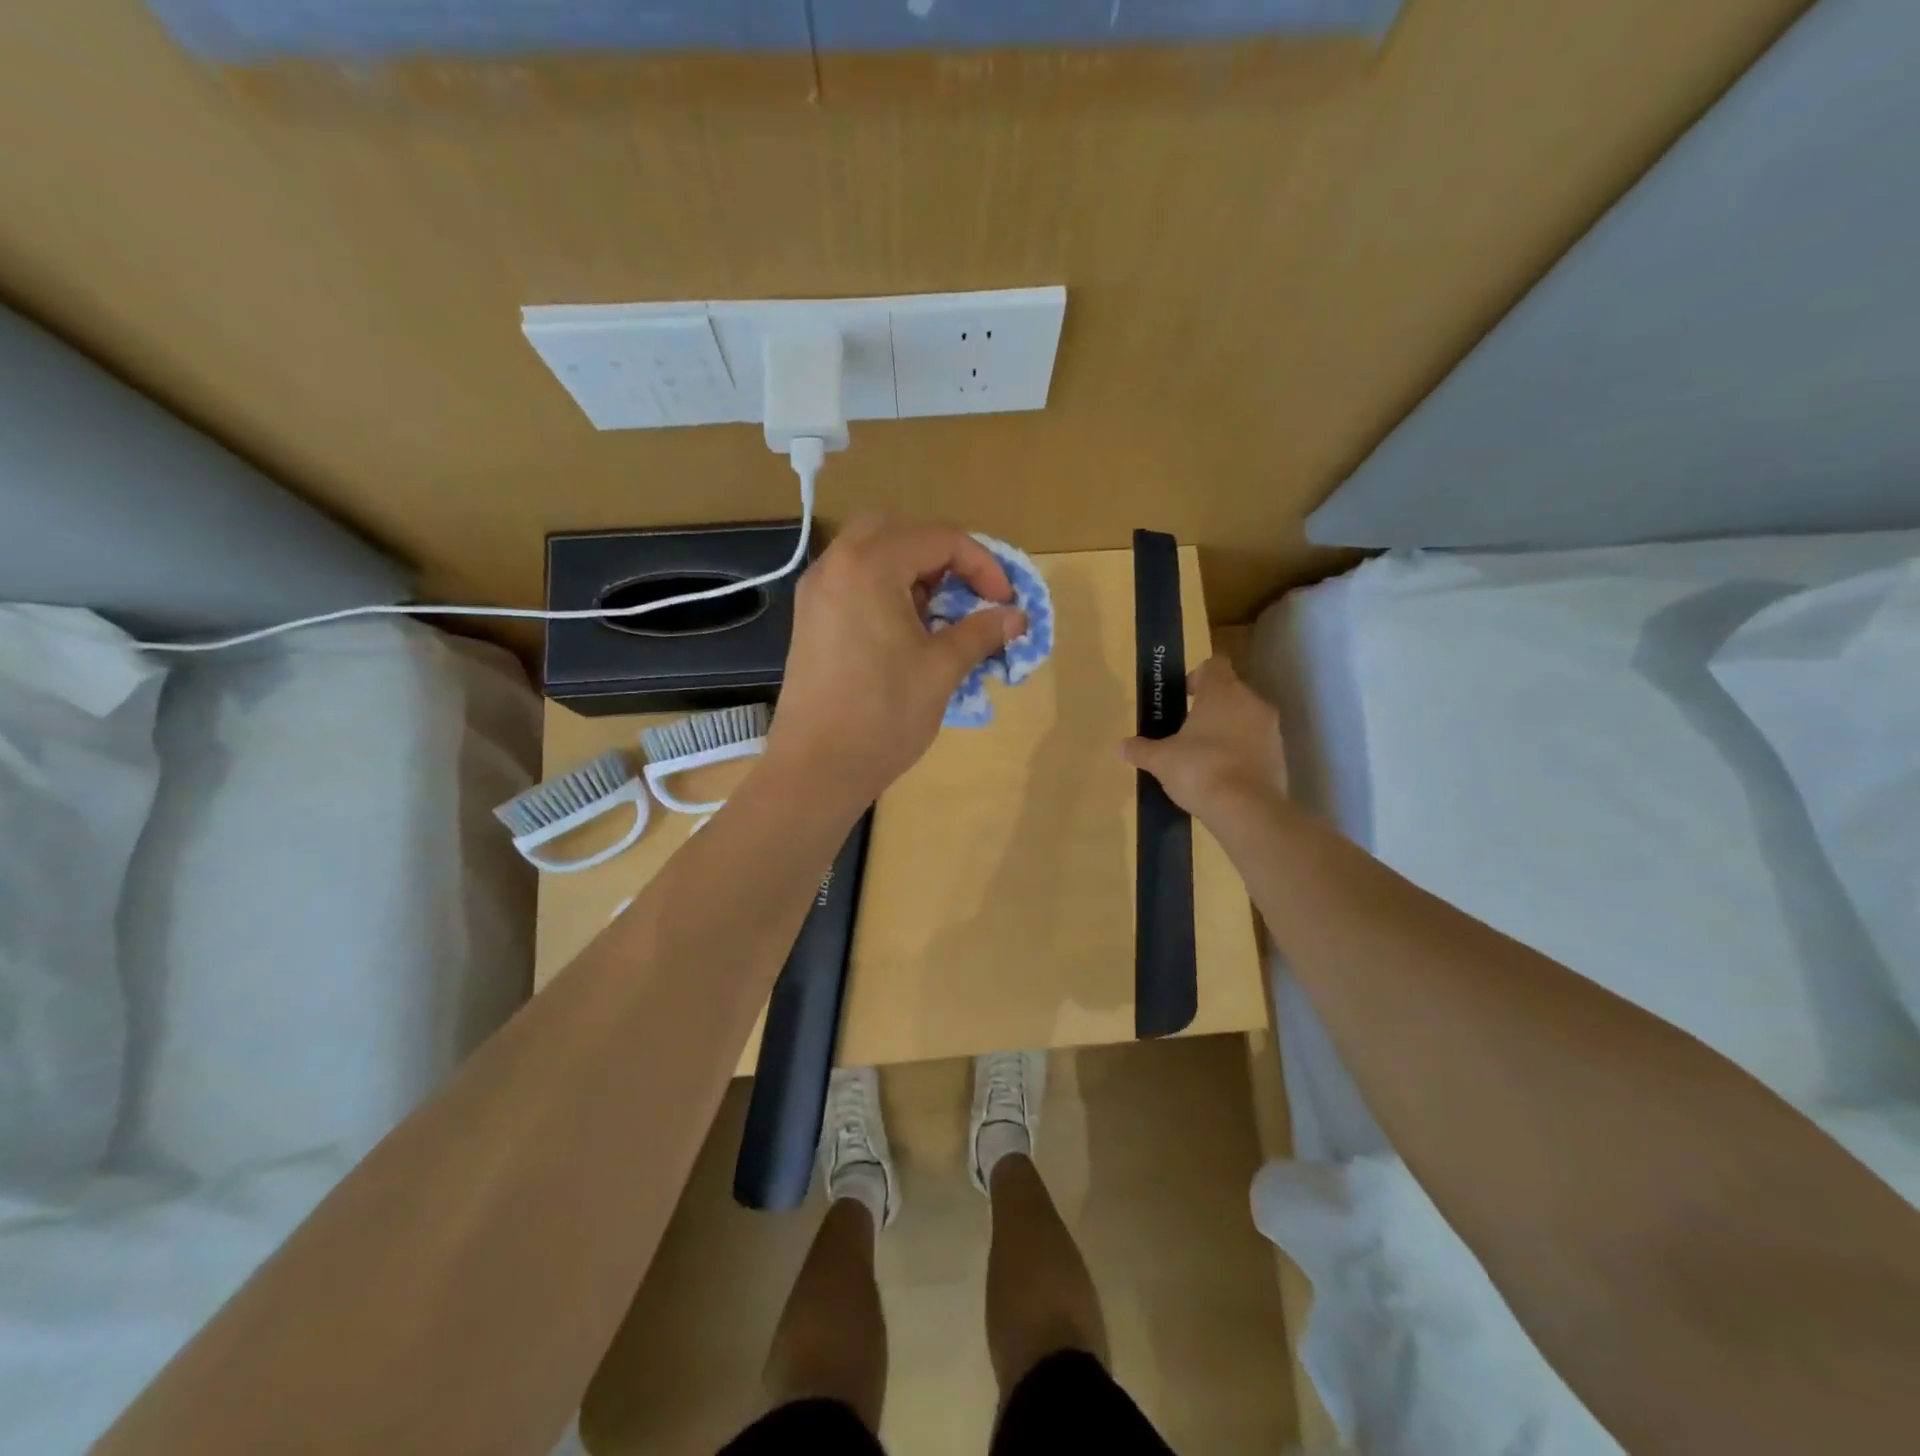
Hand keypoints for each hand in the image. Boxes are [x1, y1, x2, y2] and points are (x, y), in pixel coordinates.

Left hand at [766, 515, 1026, 809]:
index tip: (1004, 601)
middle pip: (897, 530)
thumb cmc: (884, 715)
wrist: (816, 768)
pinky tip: (903, 630)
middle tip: (965, 591)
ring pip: (869, 551)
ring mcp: (816, 592)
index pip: (939, 539)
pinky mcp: (809, 619)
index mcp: (869, 566)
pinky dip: (883, 586)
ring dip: (910, 568)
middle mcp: (836, 565)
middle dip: (940, 553)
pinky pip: (851, 580)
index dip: (982, 565)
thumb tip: (1017, 617)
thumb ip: (981, 632)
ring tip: (937, 613)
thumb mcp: (942, 669)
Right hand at [1121, 657, 1286, 819]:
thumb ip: (1141, 749)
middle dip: (1212, 708)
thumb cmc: (1199, 769)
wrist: (1246, 809)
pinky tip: (1224, 777)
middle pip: (1231, 692)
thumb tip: (1123, 746)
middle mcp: (1252, 702)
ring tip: (1206, 757)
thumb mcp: (1160, 760)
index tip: (1184, 696)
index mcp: (1222, 691)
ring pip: (1247, 719)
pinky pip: (1257, 746)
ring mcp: (1271, 730)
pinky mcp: (1281, 757)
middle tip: (1188, 731)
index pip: (1214, 665)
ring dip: (1229, 731)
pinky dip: (1243, 754)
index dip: (1197, 676)